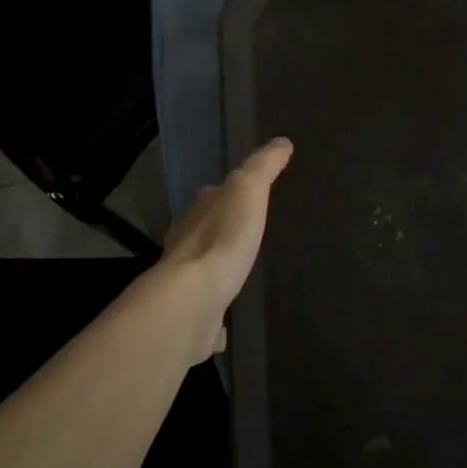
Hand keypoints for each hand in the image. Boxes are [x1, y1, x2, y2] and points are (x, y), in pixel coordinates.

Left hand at [157, 138, 292, 361]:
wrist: (194, 301)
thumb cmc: (223, 238)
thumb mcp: (248, 190)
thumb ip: (263, 167)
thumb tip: (282, 142)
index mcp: (197, 215)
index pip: (211, 196)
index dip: (225, 194)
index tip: (243, 195)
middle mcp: (185, 245)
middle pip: (203, 232)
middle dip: (218, 232)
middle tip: (244, 235)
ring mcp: (186, 284)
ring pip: (202, 271)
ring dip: (215, 271)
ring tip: (237, 274)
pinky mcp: (192, 318)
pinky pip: (206, 314)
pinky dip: (215, 317)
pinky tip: (226, 326)